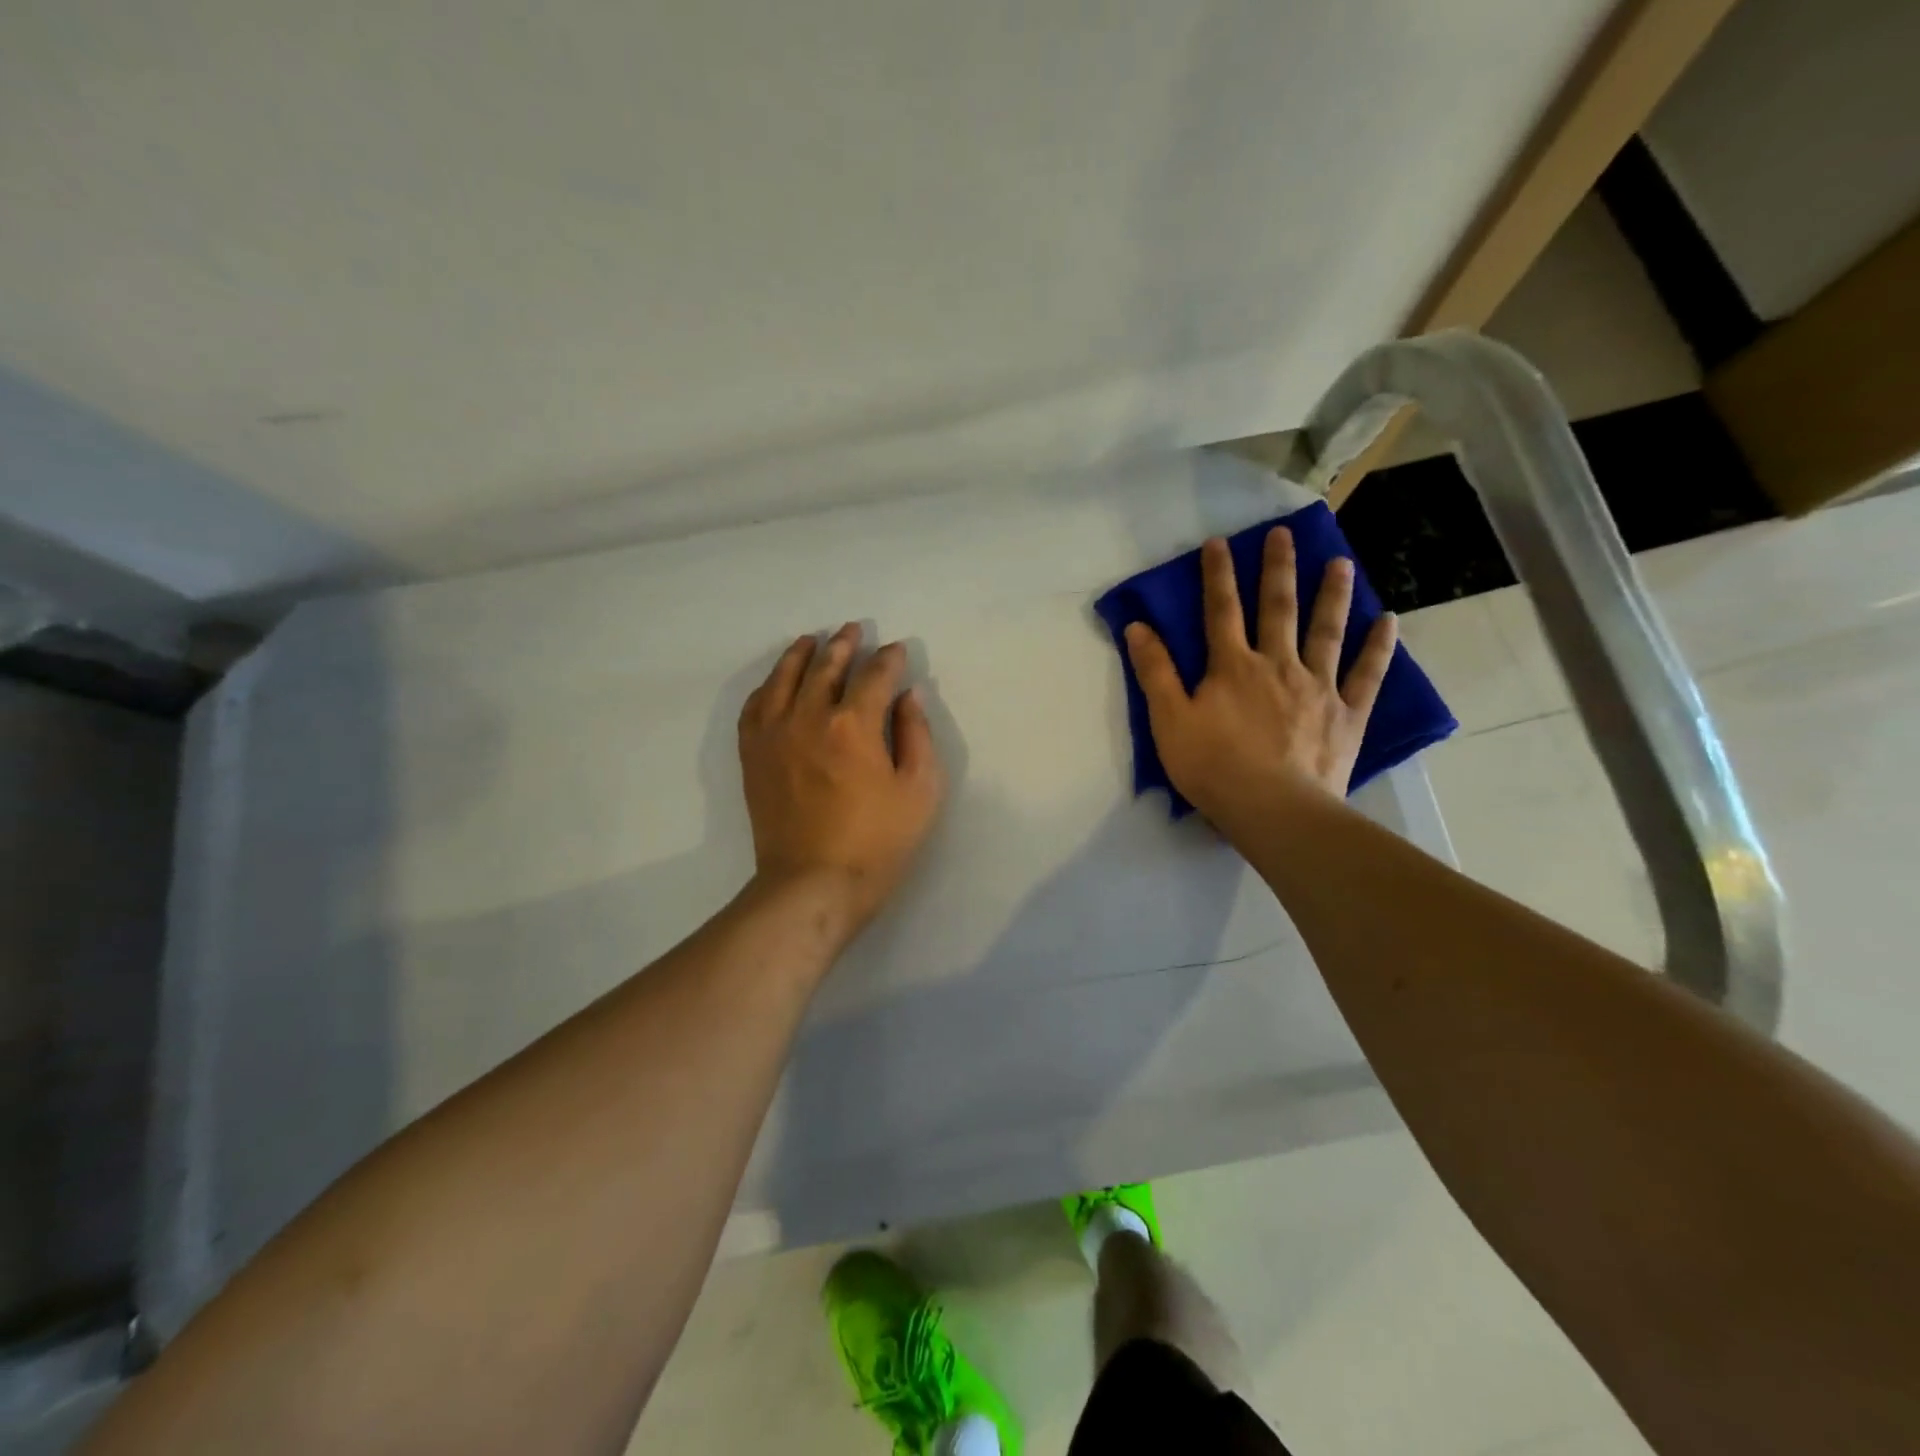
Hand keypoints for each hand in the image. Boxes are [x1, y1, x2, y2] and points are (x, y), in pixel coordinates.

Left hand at [737, 624, 945, 930]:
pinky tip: (776, 682)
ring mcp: (774, 735)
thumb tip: (910, 695)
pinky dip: (767, 686)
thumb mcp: (920, 791)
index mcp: (855, 724)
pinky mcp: (753, 755)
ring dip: (801, 655)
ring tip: (811, 641)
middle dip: (843, 645)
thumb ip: (917, 735)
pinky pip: (754, 706)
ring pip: (784, 678)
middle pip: (826, 667)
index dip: (889, 659)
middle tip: (852, 630)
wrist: (813, 884)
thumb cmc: (877, 842)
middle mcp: (809, 717)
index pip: (874, 675)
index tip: (896, 651)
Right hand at [1124, 528, 1396, 822]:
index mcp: (1232, 667)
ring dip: (1333, 594)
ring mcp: (1318, 686)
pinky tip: (1388, 620)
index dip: (1218, 575)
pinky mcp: (1348, 713)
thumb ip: (1155, 672)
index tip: (1218, 542)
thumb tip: (1137, 626)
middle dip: (1278, 569)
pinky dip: (1378, 647)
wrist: (1273, 808)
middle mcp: (1278, 664)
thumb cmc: (1213, 767)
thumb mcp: (1169, 720)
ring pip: (1326, 631)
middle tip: (1285, 534)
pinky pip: (1367, 674)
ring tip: (1341, 562)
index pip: (1221, 611)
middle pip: (1278, 608)